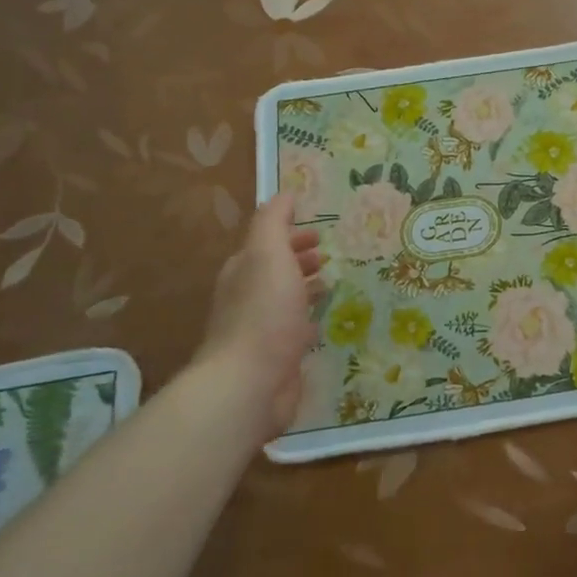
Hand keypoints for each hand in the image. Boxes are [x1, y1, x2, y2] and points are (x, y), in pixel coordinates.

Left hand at [195, 193, 325, 432]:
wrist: (250, 383)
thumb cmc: (263, 313)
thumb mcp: (268, 254)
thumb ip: (273, 222)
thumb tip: (283, 193)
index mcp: (244, 271)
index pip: (267, 244)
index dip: (291, 235)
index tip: (320, 231)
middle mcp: (248, 299)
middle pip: (275, 272)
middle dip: (299, 260)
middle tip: (329, 255)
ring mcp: (261, 331)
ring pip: (285, 302)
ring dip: (305, 290)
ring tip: (331, 286)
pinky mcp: (276, 360)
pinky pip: (294, 333)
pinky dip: (308, 323)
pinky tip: (323, 326)